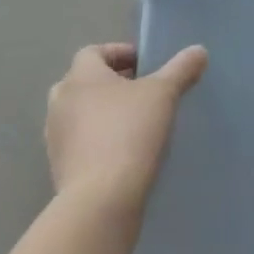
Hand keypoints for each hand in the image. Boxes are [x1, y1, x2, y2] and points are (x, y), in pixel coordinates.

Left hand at [45, 43, 206, 207]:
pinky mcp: (58, 168)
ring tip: (135, 125)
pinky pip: (79, 144)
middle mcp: (61, 102)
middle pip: (85, 82)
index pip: (94, 52)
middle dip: (112, 84)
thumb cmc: (129, 132)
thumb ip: (181, 69)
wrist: (100, 202)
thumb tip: (199, 50)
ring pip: (80, 114)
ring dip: (102, 114)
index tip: (145, 66)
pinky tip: (123, 154)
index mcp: (80, 76)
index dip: (119, 54)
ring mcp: (55, 137)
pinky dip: (97, 142)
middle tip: (142, 93)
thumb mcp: (164, 94)